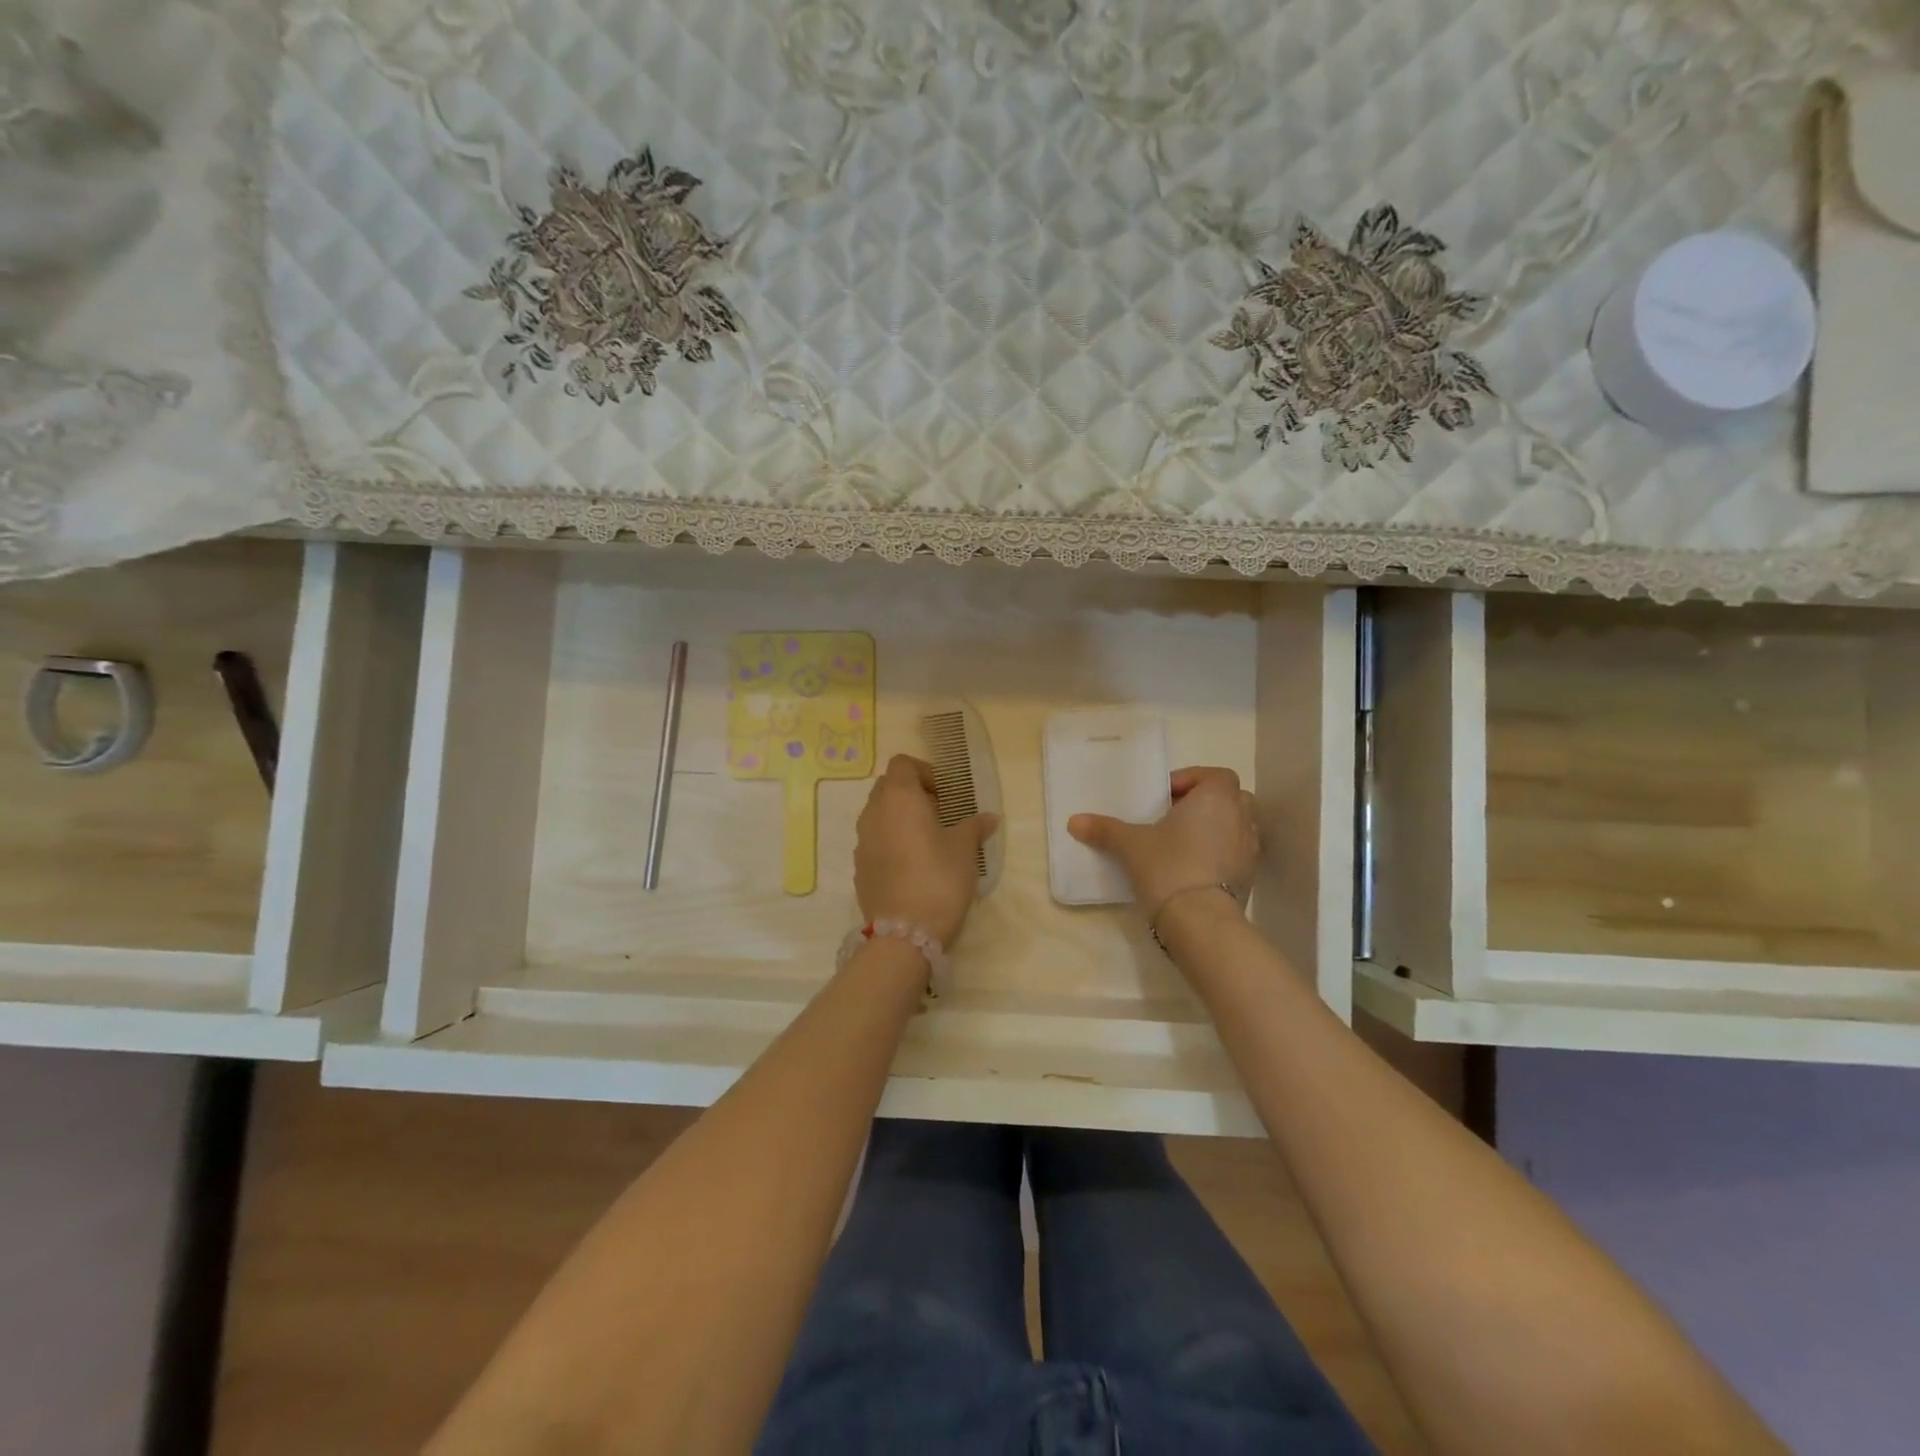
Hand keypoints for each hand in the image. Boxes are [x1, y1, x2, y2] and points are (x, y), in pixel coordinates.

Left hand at [854, 755, 1000, 947]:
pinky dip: (890, 840)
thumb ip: (975, 827)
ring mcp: (862, 841)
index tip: (945, 792)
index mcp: (899, 798)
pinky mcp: (859, 866)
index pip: (902, 764)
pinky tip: (911, 863)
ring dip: (899, 816)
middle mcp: (874, 813)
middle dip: (911, 792)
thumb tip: (989, 818)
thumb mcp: (964, 850)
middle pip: (887, 786)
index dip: (924, 771)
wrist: (903, 932)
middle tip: (938, 812)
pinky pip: (874, 839)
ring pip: (878, 813)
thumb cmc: (939, 879)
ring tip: (926, 838)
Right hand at [1068, 766, 1256, 919]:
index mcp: (1216, 798)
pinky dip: (1220, 854)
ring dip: (1215, 828)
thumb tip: (1074, 821)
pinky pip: (1237, 854)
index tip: (1165, 796)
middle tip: (1175, 817)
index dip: (1191, 780)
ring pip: (1236, 826)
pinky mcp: (1249, 878)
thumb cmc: (1168, 866)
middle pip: (1230, 798)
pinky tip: (1194, 869)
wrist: (1200, 920)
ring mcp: (1250, 849)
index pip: (1215, 775)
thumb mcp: (1130, 845)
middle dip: (1206, 803)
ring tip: (1183, 843)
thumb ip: (1104, 829)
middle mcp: (1240, 818)